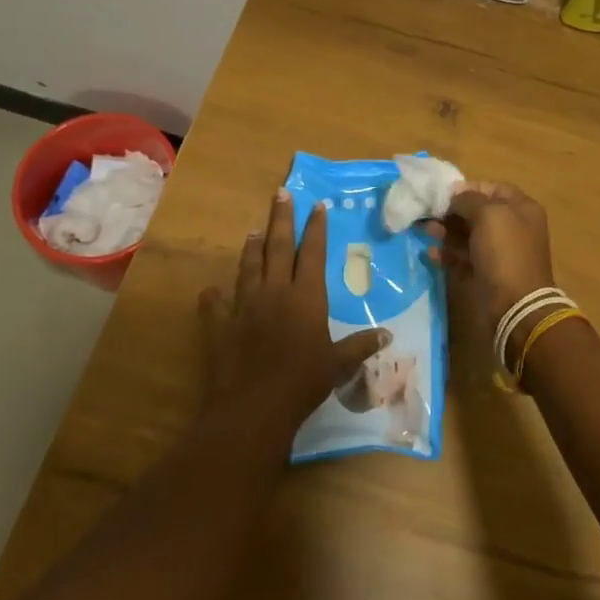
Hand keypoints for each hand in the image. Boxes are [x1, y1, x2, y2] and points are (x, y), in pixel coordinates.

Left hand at [199, 189, 390, 430]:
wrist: (254, 407)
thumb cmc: (303, 382)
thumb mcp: (338, 365)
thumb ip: (360, 346)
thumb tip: (387, 334)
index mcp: (306, 296)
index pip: (313, 253)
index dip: (316, 228)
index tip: (317, 205)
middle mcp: (274, 291)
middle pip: (278, 246)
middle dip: (281, 218)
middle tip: (281, 193)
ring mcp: (244, 305)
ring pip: (248, 266)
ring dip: (252, 247)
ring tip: (253, 230)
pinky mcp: (220, 324)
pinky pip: (215, 304)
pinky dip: (214, 296)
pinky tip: (212, 291)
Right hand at [423, 181, 557, 328]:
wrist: (515, 305)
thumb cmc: (504, 252)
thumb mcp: (488, 214)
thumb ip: (468, 200)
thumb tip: (454, 197)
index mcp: (521, 209)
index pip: (492, 188)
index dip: (468, 188)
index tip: (443, 194)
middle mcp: (512, 227)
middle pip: (477, 212)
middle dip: (451, 211)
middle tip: (427, 213)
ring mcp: (500, 252)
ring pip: (468, 235)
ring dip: (446, 232)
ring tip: (425, 231)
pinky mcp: (487, 273)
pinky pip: (464, 257)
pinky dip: (448, 254)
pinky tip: (432, 254)